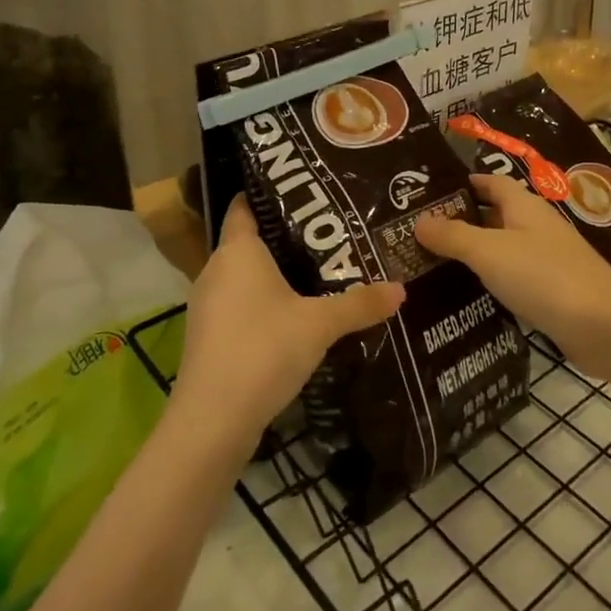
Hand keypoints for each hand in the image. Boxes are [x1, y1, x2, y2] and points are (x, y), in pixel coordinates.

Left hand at [172, 196, 404, 443]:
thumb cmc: (263, 350)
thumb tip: (401, 288)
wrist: (212, 422)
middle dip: (287, 236)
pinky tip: (295, 314)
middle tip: (329, 231)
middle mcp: (216, 269)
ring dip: (276, 273)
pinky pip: (240, 303)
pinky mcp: (209, 335)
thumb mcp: (320, 325)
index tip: (306, 189)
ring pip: (245, 275)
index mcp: (238, 251)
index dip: (271, 193)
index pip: (245, 205)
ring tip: (320, 270)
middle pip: (250, 240)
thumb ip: (360, 304)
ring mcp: (208, 304)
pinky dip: (264, 302)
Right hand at [415, 174, 610, 378]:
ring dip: (473, 255)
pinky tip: (465, 297)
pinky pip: (512, 279)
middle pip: (494, 215)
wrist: (603, 327)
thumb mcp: (489, 251)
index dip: (462, 184)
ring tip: (430, 266)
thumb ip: (453, 235)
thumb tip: (418, 220)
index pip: (490, 183)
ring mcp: (546, 260)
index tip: (427, 194)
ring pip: (501, 249)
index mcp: (524, 206)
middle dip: (460, 222)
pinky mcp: (551, 292)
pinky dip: (490, 282)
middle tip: (417, 234)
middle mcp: (535, 226)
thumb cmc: (543, 276)